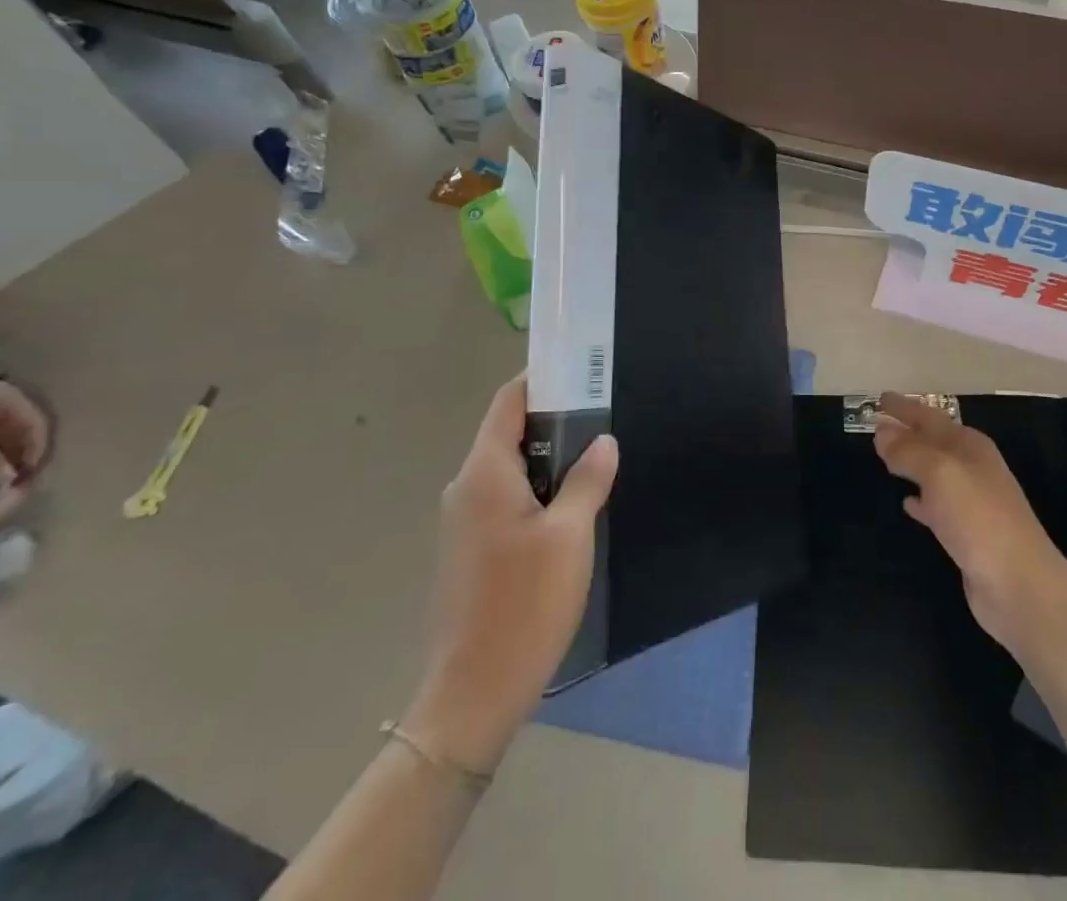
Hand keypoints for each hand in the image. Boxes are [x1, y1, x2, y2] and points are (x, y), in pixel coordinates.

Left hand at [402, 375, 618, 773]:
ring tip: (593, 462)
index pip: (509, 401)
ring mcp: (462, 521)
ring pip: (509, 469)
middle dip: (555, 421)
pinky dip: (536, 490)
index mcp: (484, 473)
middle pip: (509, 432)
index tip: (582, 373)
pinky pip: (504, 498)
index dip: (542, 380)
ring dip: (548, 460)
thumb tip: (604, 441)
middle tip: (602, 420)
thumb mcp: (571, 536)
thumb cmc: (524, 604)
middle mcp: (466, 488)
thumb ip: (588, 479)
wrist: (473, 694)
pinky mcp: (469, 550)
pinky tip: (568, 509)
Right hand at [872, 394, 1066, 655]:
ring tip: (885, 459)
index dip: (904, 407)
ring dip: (911, 463)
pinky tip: (907, 503)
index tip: (879, 398)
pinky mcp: (967, 533)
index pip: (929, 417)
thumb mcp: (940, 474)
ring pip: (934, 472)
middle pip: (933, 441)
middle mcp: (973, 467)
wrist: (1019, 585)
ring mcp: (972, 501)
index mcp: (969, 446)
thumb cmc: (979, 518)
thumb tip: (882, 432)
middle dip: (906, 432)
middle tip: (877, 425)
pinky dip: (920, 499)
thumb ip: (909, 451)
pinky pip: (937, 505)